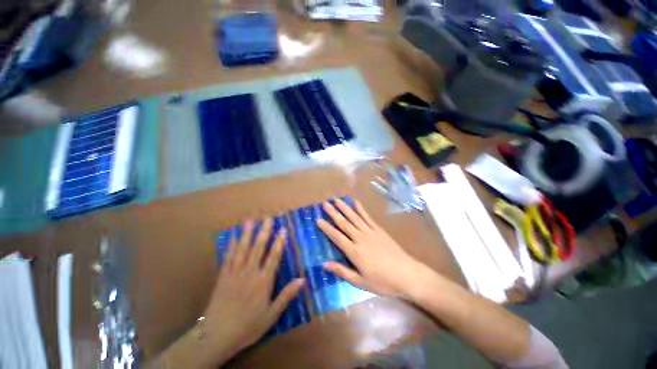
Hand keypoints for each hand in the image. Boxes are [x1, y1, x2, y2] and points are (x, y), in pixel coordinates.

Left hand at [200, 219, 303, 365]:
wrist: (217, 337)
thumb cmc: (248, 326)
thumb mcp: (271, 315)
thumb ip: (286, 296)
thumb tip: (302, 280)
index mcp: (263, 282)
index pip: (273, 257)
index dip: (279, 243)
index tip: (283, 230)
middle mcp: (250, 273)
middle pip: (258, 249)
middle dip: (264, 232)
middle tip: (268, 219)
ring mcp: (235, 273)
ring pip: (242, 250)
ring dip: (247, 234)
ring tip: (250, 221)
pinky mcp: (222, 277)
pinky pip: (228, 258)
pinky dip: (231, 246)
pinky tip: (233, 237)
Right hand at [317, 199, 430, 299]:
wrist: (407, 274)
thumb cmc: (383, 281)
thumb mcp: (361, 282)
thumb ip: (342, 271)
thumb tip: (324, 264)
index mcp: (354, 252)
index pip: (337, 237)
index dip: (326, 228)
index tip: (318, 219)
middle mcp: (360, 238)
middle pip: (344, 223)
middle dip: (333, 213)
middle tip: (325, 203)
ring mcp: (370, 232)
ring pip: (354, 217)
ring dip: (345, 208)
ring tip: (337, 200)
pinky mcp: (379, 229)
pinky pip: (367, 217)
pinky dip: (361, 209)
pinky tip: (355, 202)